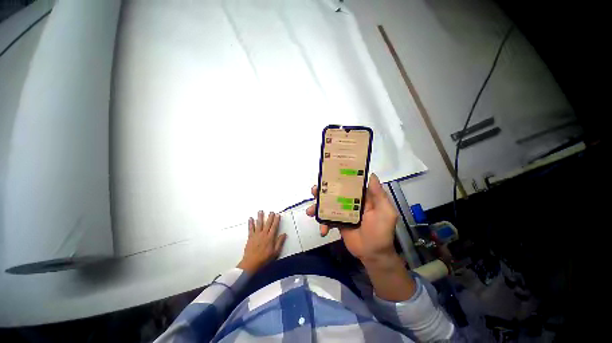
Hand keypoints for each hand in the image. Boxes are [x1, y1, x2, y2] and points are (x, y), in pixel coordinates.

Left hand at [237, 211, 286, 273]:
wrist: (251, 263)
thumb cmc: (264, 258)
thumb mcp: (275, 252)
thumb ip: (279, 242)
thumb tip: (284, 234)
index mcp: (270, 238)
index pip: (274, 226)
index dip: (276, 220)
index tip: (278, 215)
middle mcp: (264, 234)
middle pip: (267, 224)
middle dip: (270, 217)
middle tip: (271, 211)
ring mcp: (256, 235)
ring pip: (259, 224)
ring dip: (260, 217)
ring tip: (260, 211)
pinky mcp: (250, 237)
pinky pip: (250, 228)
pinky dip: (250, 223)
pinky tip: (250, 218)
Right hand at [307, 174, 415, 301]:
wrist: (374, 254)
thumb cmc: (381, 231)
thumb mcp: (385, 212)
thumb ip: (379, 194)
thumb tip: (371, 175)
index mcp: (361, 197)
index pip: (349, 183)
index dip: (338, 178)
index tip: (327, 174)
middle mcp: (351, 202)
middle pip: (335, 193)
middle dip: (322, 191)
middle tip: (314, 191)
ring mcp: (343, 212)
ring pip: (328, 205)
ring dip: (317, 206)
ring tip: (310, 211)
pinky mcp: (338, 223)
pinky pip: (327, 220)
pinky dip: (322, 224)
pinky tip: (322, 230)